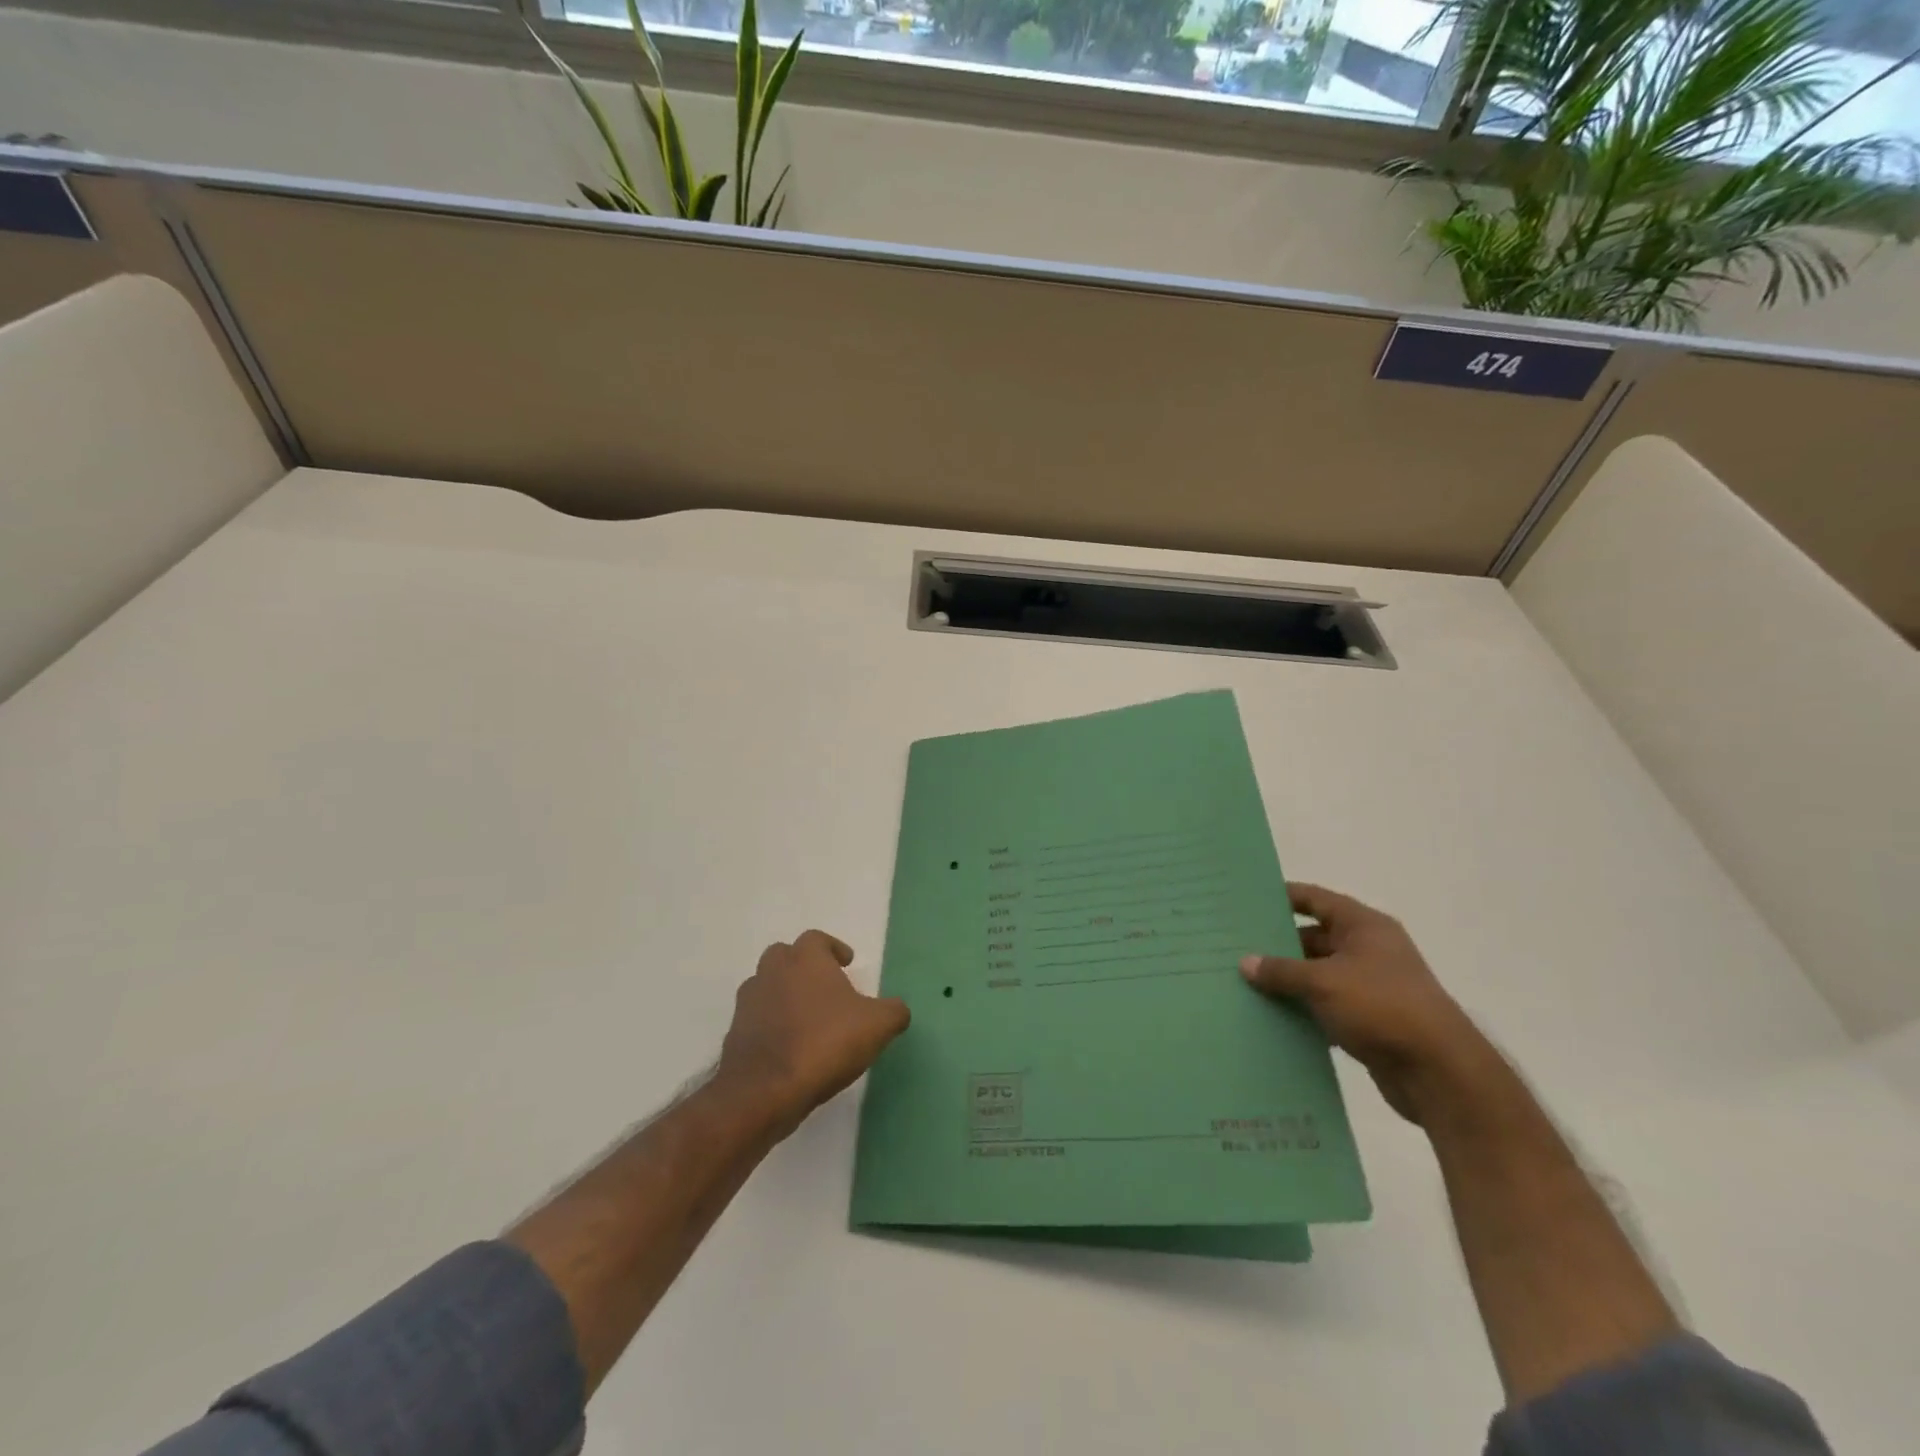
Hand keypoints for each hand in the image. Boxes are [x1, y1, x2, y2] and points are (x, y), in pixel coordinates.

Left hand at [718, 930, 910, 1134]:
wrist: (765, 1090)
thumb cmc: (824, 1043)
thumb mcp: (877, 1026)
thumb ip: (893, 1011)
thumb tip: (897, 1009)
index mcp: (805, 959)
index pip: (817, 939)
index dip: (833, 948)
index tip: (847, 963)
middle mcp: (772, 971)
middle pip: (786, 956)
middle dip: (804, 966)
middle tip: (825, 986)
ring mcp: (749, 1002)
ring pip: (768, 986)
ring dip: (785, 995)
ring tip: (808, 1018)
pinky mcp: (735, 1033)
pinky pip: (757, 1019)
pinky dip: (771, 1025)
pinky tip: (790, 1046)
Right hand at [1241, 883, 1491, 1123]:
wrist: (1439, 1072)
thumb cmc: (1381, 1007)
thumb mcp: (1323, 982)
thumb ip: (1282, 970)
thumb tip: (1245, 962)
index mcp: (1364, 926)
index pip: (1316, 899)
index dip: (1283, 897)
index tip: (1247, 900)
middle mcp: (1369, 950)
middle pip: (1314, 938)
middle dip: (1278, 945)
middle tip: (1235, 947)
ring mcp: (1371, 986)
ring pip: (1318, 975)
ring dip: (1288, 981)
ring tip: (1244, 983)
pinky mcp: (1370, 1020)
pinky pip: (1326, 1006)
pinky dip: (1303, 1010)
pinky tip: (1272, 1017)